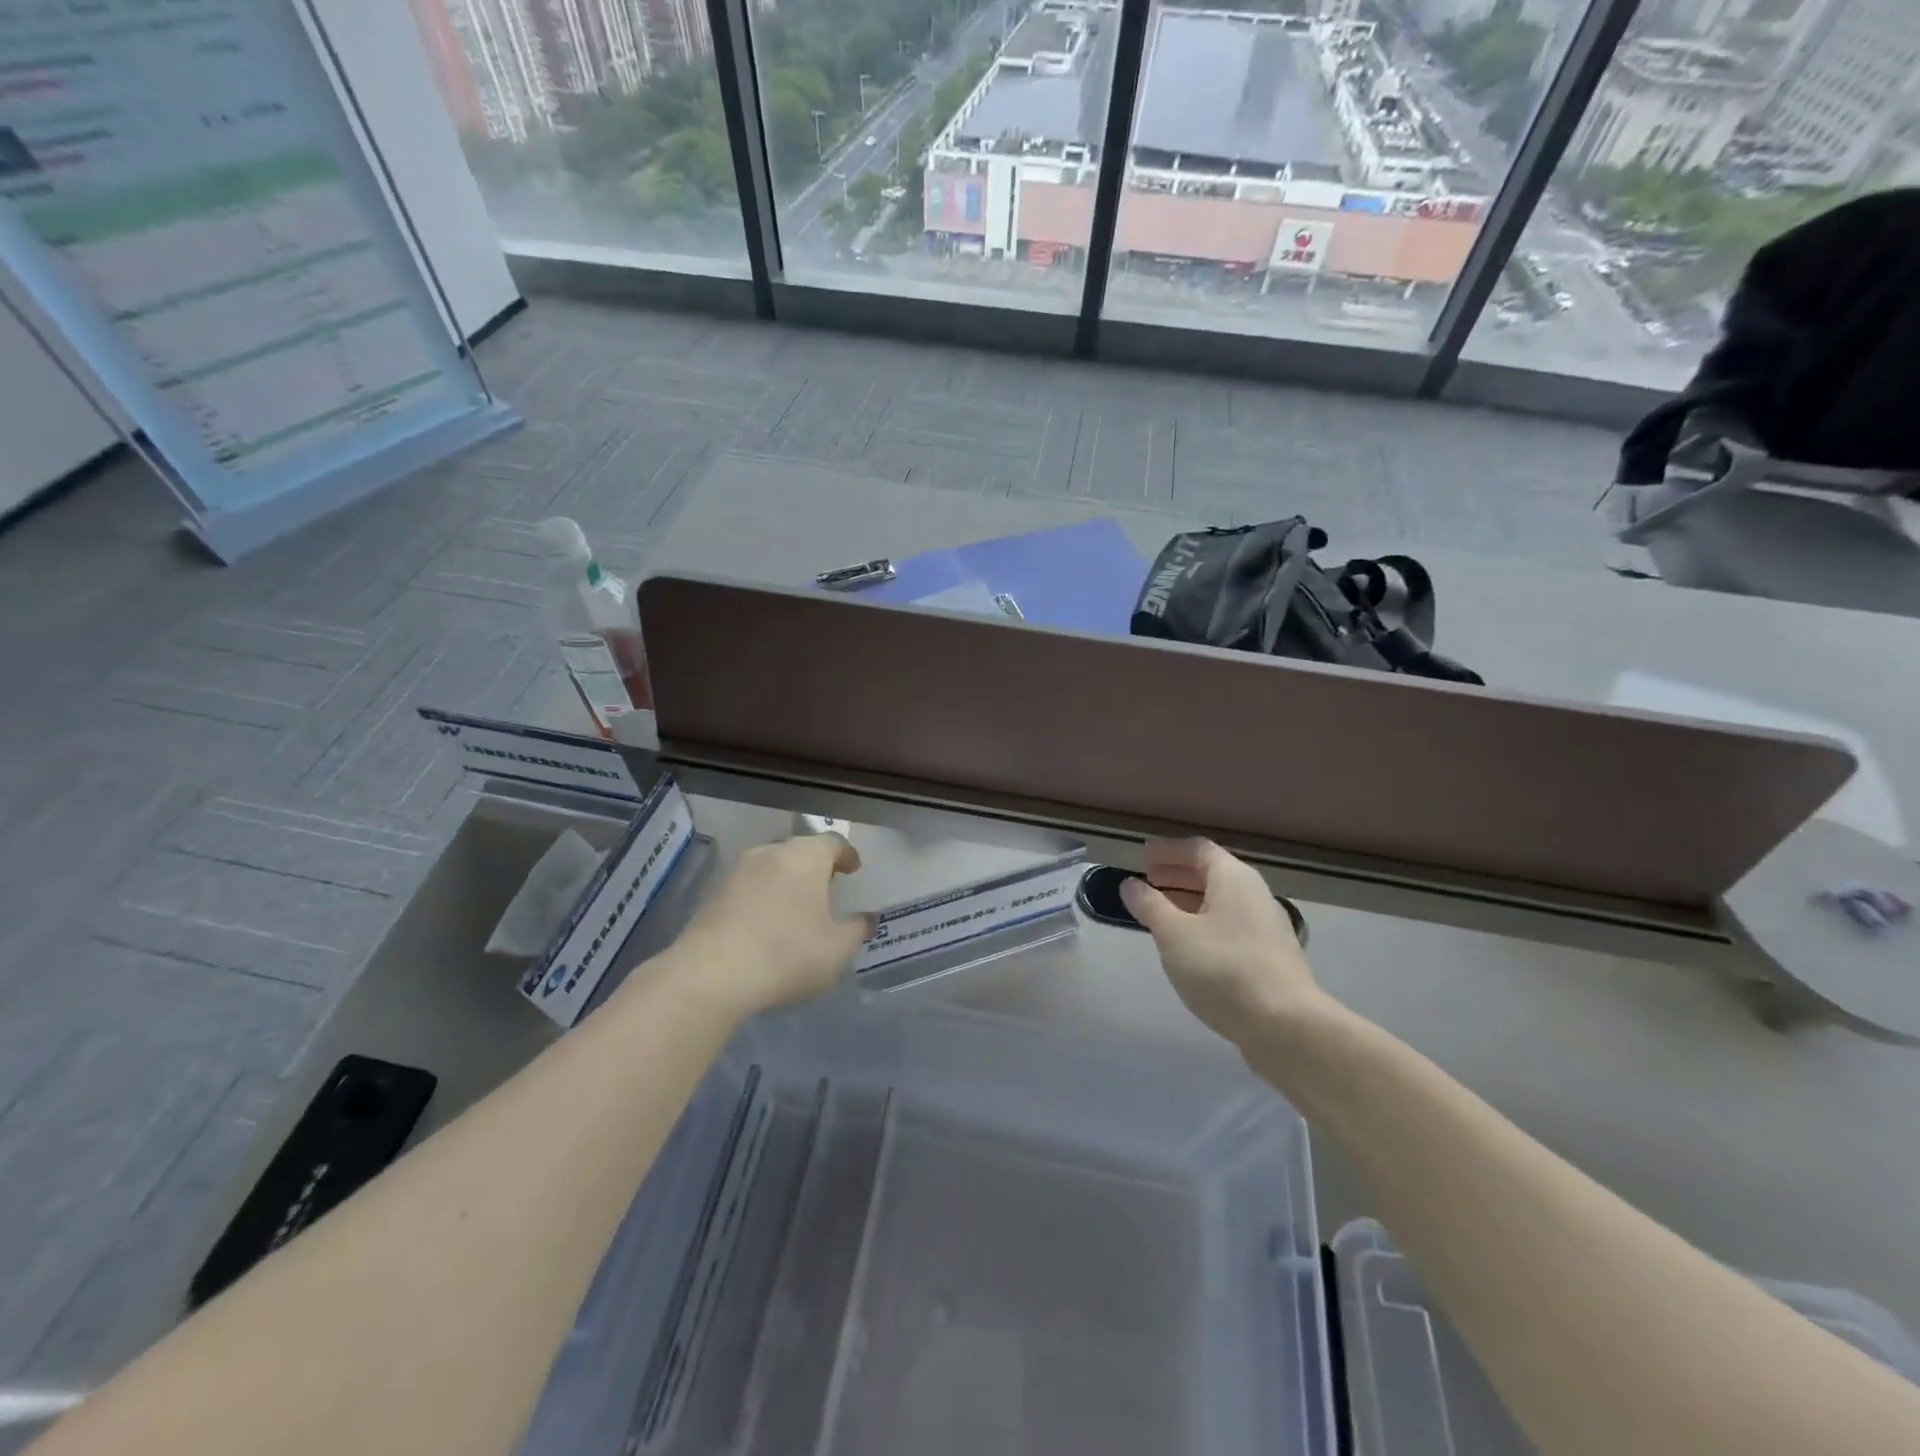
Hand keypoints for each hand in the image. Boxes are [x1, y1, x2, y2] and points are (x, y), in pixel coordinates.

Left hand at [676, 833, 873, 1016]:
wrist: (711, 975)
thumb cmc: (787, 953)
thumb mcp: (837, 949)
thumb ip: (857, 929)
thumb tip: (867, 918)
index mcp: (805, 856)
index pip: (833, 842)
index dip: (846, 854)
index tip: (854, 869)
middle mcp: (771, 853)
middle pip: (799, 851)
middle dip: (815, 867)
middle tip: (827, 887)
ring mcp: (737, 872)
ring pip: (770, 868)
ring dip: (786, 883)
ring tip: (796, 908)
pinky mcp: (712, 895)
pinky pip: (748, 889)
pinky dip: (762, 899)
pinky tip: (766, 926)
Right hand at [1120, 838, 1326, 1045]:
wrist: (1287, 1026)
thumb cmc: (1224, 969)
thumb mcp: (1174, 935)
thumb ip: (1150, 906)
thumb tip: (1131, 884)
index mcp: (1233, 878)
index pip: (1198, 849)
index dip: (1168, 850)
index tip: (1142, 856)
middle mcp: (1254, 894)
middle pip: (1211, 873)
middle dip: (1177, 875)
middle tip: (1147, 881)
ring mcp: (1266, 926)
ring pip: (1220, 902)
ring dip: (1188, 901)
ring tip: (1159, 913)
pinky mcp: (1269, 956)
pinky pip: (1229, 925)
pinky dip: (1203, 924)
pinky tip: (1188, 946)